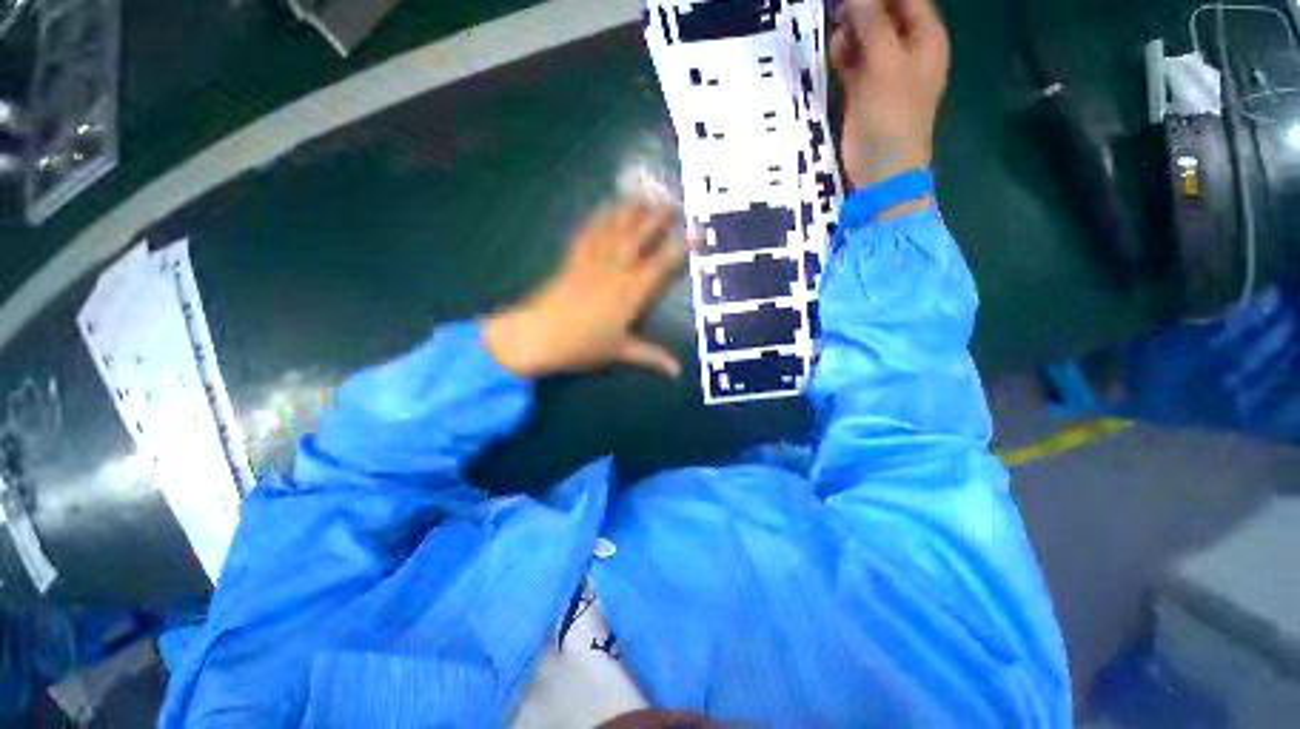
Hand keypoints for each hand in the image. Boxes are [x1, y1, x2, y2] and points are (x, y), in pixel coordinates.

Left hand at [484, 199, 687, 378]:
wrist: (539, 336)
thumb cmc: (583, 346)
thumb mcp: (621, 352)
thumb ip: (652, 357)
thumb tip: (678, 372)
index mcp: (631, 293)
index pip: (662, 265)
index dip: (682, 248)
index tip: (699, 233)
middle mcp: (615, 271)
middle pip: (639, 238)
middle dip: (657, 218)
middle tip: (672, 200)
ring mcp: (593, 262)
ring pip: (615, 230)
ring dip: (631, 210)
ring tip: (644, 193)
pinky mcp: (573, 261)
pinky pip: (588, 234)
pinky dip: (597, 218)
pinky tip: (604, 207)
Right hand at [830, 0, 950, 188]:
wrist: (881, 170)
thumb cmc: (892, 117)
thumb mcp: (885, 64)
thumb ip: (872, 23)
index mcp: (926, 38)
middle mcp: (907, 48)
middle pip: (884, 13)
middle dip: (861, 9)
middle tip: (838, 11)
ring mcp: (884, 70)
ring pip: (865, 36)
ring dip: (849, 32)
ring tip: (837, 41)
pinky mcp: (864, 90)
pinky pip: (853, 60)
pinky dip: (843, 55)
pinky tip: (834, 57)